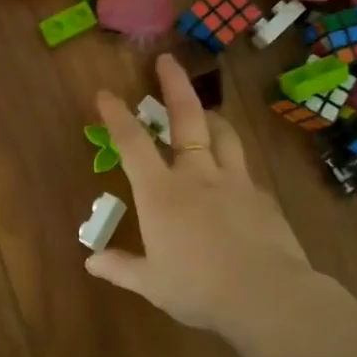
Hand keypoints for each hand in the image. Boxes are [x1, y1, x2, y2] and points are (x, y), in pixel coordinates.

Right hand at [85, 55, 321, 346]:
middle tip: (167, 60)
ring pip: (223, 135)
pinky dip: (233, 164)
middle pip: (186, 119)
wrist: (266, 296)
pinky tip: (233, 178)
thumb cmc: (197, 288)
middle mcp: (197, 176)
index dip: (117, 115)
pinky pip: (244, 170)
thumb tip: (91, 263)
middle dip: (174, 86)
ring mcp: (235, 182)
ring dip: (211, 117)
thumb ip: (121, 268)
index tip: (105, 93)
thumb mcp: (151, 283)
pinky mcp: (263, 198)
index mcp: (161, 193)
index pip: (132, 144)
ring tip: (206, 113)